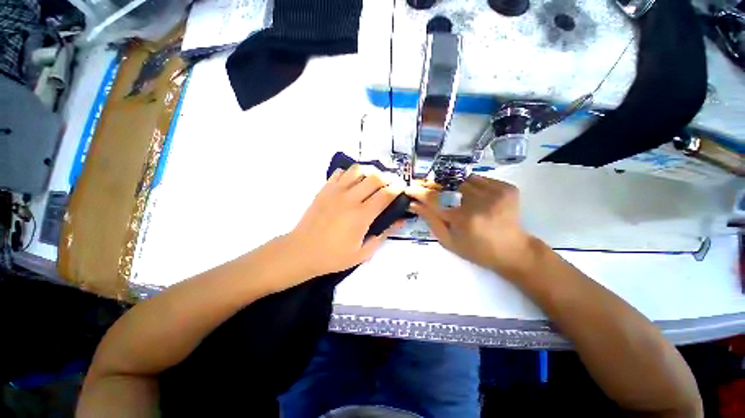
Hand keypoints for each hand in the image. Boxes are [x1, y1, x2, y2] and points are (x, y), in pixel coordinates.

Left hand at [287, 164, 405, 276]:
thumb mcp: (363, 253)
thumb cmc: (333, 256)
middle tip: (390, 185)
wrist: (301, 251)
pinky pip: (340, 173)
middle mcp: (350, 198)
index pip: (385, 194)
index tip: (402, 190)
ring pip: (357, 170)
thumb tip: (400, 222)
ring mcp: (335, 191)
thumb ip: (383, 235)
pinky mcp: (324, 189)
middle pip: (374, 177)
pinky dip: (351, 173)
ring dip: (370, 172)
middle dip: (387, 178)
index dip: (397, 189)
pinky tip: (353, 182)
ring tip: (373, 180)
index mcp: (361, 215)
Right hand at [406, 175, 537, 278]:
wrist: (513, 250)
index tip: (409, 189)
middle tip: (442, 199)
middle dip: (440, 191)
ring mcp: (496, 193)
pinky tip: (478, 200)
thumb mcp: (448, 241)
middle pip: (449, 187)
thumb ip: (430, 221)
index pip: (434, 199)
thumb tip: (414, 204)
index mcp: (464, 219)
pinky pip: (480, 179)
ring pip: (464, 181)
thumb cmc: (476, 250)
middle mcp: (480, 203)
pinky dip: (473, 187)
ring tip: (465, 204)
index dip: (419, 193)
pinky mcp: (507, 188)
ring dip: (458, 190)